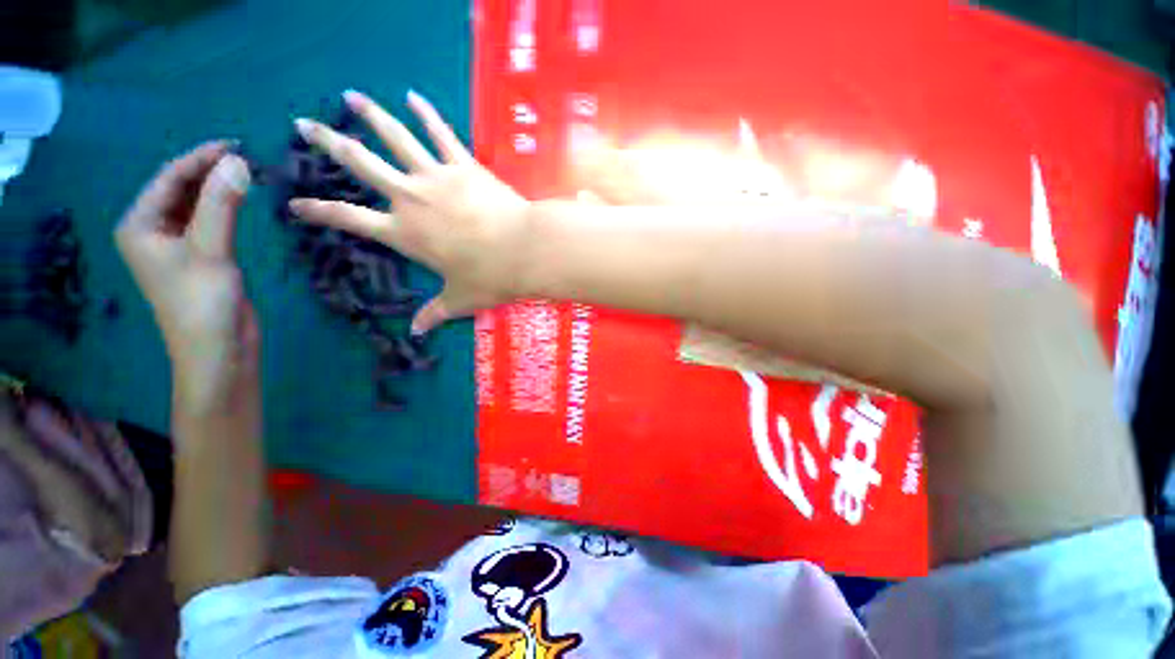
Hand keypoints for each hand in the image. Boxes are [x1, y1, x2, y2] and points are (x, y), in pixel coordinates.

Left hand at [115, 142, 257, 409]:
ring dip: (218, 187)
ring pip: (195, 204)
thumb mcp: (211, 250)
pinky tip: (240, 199)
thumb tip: (239, 161)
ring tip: (248, 173)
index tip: (236, 144)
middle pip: (179, 188)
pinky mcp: (199, 257)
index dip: (200, 157)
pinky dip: (224, 206)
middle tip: (247, 158)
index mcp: (139, 225)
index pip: (169, 178)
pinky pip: (207, 220)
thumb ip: (221, 204)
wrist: (217, 350)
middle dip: (210, 171)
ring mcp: (175, 244)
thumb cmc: (203, 303)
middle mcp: (151, 230)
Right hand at [288, 90, 530, 334]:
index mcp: (404, 234)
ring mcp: (437, 177)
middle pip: (361, 163)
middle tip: (303, 124)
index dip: (320, 211)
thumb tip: (417, 332)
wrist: (524, 250)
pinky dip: (426, 113)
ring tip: (351, 95)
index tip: (296, 202)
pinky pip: (441, 133)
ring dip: (370, 114)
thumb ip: (435, 313)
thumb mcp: (460, 299)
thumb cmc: (491, 277)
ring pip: (395, 137)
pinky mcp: (464, 165)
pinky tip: (413, 95)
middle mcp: (411, 199)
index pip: (349, 220)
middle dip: (328, 142)